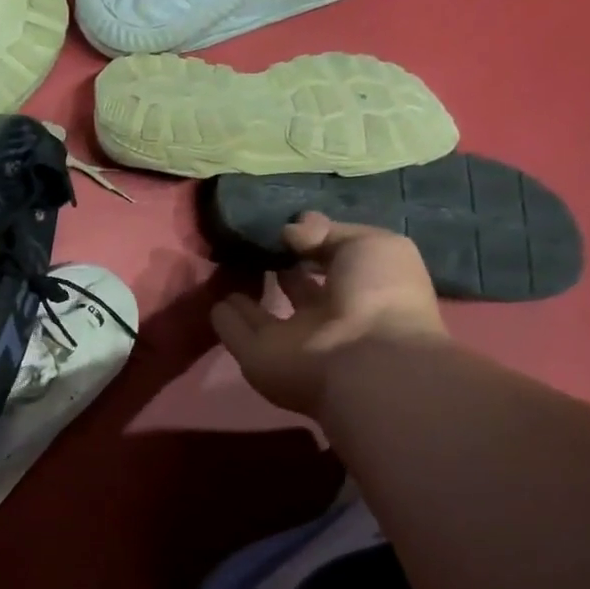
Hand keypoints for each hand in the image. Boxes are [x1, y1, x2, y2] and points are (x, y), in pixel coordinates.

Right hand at [211, 214, 446, 417]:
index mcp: (360, 290)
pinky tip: (212, 300)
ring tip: (226, 269)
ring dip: (246, 299)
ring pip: (262, 316)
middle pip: (297, 291)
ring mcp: (290, 340)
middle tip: (253, 245)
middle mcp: (325, 317)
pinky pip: (236, 334)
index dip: (312, 244)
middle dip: (280, 269)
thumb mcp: (369, 245)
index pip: (333, 263)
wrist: (363, 361)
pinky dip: (224, 320)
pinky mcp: (258, 357)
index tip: (286, 227)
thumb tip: (292, 229)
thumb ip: (329, 233)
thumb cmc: (378, 296)